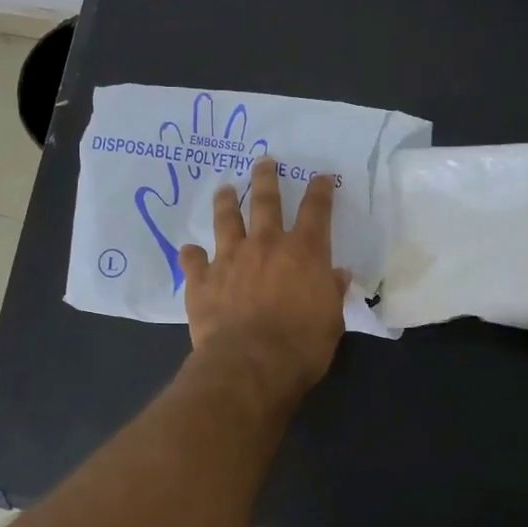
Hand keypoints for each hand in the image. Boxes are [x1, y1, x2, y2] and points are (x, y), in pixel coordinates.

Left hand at [178, 160, 350, 398]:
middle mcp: (266, 245)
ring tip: (224, 188)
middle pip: (266, 201)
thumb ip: (332, 292)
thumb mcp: (331, 320)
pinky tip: (189, 251)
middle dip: (266, 178)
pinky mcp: (202, 280)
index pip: (316, 210)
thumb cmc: (301, 346)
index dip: (320, 190)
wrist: (250, 365)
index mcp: (304, 252)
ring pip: (226, 219)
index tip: (321, 177)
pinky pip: (193, 260)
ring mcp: (230, 258)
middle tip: (264, 161)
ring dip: (225, 201)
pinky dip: (191, 255)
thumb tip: (338, 274)